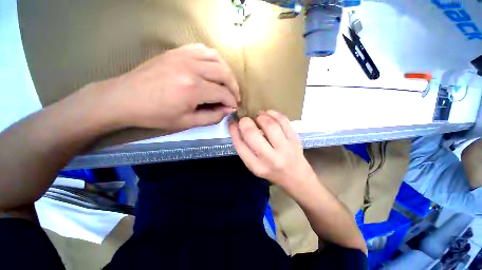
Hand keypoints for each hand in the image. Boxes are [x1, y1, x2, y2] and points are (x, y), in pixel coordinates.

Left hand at [105, 44, 239, 131]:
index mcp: (193, 89)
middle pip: (224, 73)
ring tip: (227, 83)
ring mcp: (183, 56)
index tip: (233, 107)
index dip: (231, 102)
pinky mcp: (177, 51)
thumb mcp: (187, 123)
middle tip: (234, 97)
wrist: (125, 98)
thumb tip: (228, 110)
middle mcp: (191, 68)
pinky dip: (213, 59)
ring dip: (226, 72)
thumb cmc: (156, 115)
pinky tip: (214, 69)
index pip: (223, 93)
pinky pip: (202, 50)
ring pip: (216, 58)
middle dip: (234, 87)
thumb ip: (212, 117)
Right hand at [229, 110, 314, 186]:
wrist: (295, 176)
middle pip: (252, 134)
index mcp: (256, 166)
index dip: (234, 130)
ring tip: (258, 117)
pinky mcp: (295, 139)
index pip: (240, 145)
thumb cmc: (271, 170)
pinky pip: (283, 120)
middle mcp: (270, 158)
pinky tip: (268, 114)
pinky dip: (273, 113)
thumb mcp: (254, 165)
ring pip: (269, 125)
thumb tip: (236, 126)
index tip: (233, 122)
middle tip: (245, 120)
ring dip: (260, 117)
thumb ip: (244, 148)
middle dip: (245, 122)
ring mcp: (285, 148)